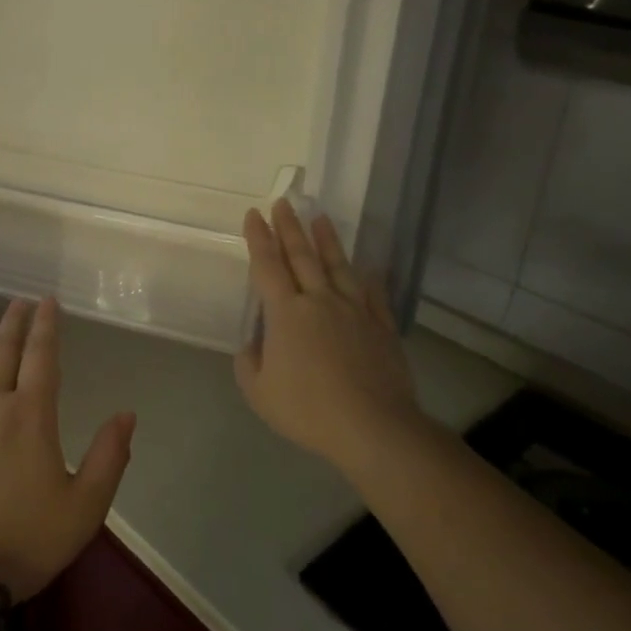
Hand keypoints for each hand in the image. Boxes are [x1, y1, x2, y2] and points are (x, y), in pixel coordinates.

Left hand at [0, 298, 136, 601]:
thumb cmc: (25, 540)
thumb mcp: (85, 508)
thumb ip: (110, 458)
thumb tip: (127, 414)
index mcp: (31, 416)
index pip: (42, 358)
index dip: (47, 326)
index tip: (48, 300)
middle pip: (3, 352)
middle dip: (14, 322)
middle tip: (20, 300)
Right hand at [234, 200, 432, 473]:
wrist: (372, 427)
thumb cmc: (308, 409)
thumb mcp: (259, 392)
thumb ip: (249, 362)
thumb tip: (253, 344)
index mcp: (285, 313)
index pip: (267, 266)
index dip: (258, 239)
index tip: (254, 214)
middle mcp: (319, 301)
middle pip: (301, 256)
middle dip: (289, 228)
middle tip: (283, 202)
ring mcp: (354, 311)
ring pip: (337, 266)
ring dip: (326, 241)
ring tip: (320, 217)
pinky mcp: (380, 326)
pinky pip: (372, 293)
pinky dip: (366, 276)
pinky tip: (365, 266)